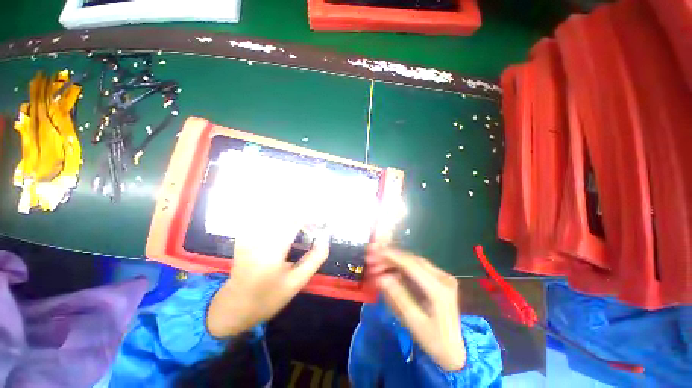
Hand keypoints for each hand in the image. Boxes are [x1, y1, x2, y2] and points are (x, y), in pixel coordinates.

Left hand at [207, 211, 329, 337]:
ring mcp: (249, 235)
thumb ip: (314, 259)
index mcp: (273, 251)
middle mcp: (259, 238)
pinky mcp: (244, 235)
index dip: (310, 217)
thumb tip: (325, 239)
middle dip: (302, 213)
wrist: (234, 307)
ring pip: (272, 212)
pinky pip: (262, 217)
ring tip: (302, 221)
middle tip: (313, 221)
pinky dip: (277, 216)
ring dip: (290, 212)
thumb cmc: (269, 297)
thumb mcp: (296, 282)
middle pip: (283, 212)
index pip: (294, 221)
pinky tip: (285, 222)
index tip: (321, 221)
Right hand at [366, 245, 465, 370]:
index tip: (373, 252)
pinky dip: (400, 265)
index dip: (391, 256)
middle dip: (390, 256)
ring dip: (394, 260)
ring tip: (376, 262)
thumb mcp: (414, 322)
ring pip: (413, 261)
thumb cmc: (434, 340)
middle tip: (371, 257)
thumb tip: (381, 277)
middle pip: (412, 260)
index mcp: (439, 289)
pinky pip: (416, 266)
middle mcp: (443, 277)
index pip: (412, 265)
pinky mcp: (438, 278)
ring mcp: (442, 276)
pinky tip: (388, 267)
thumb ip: (398, 297)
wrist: (454, 349)